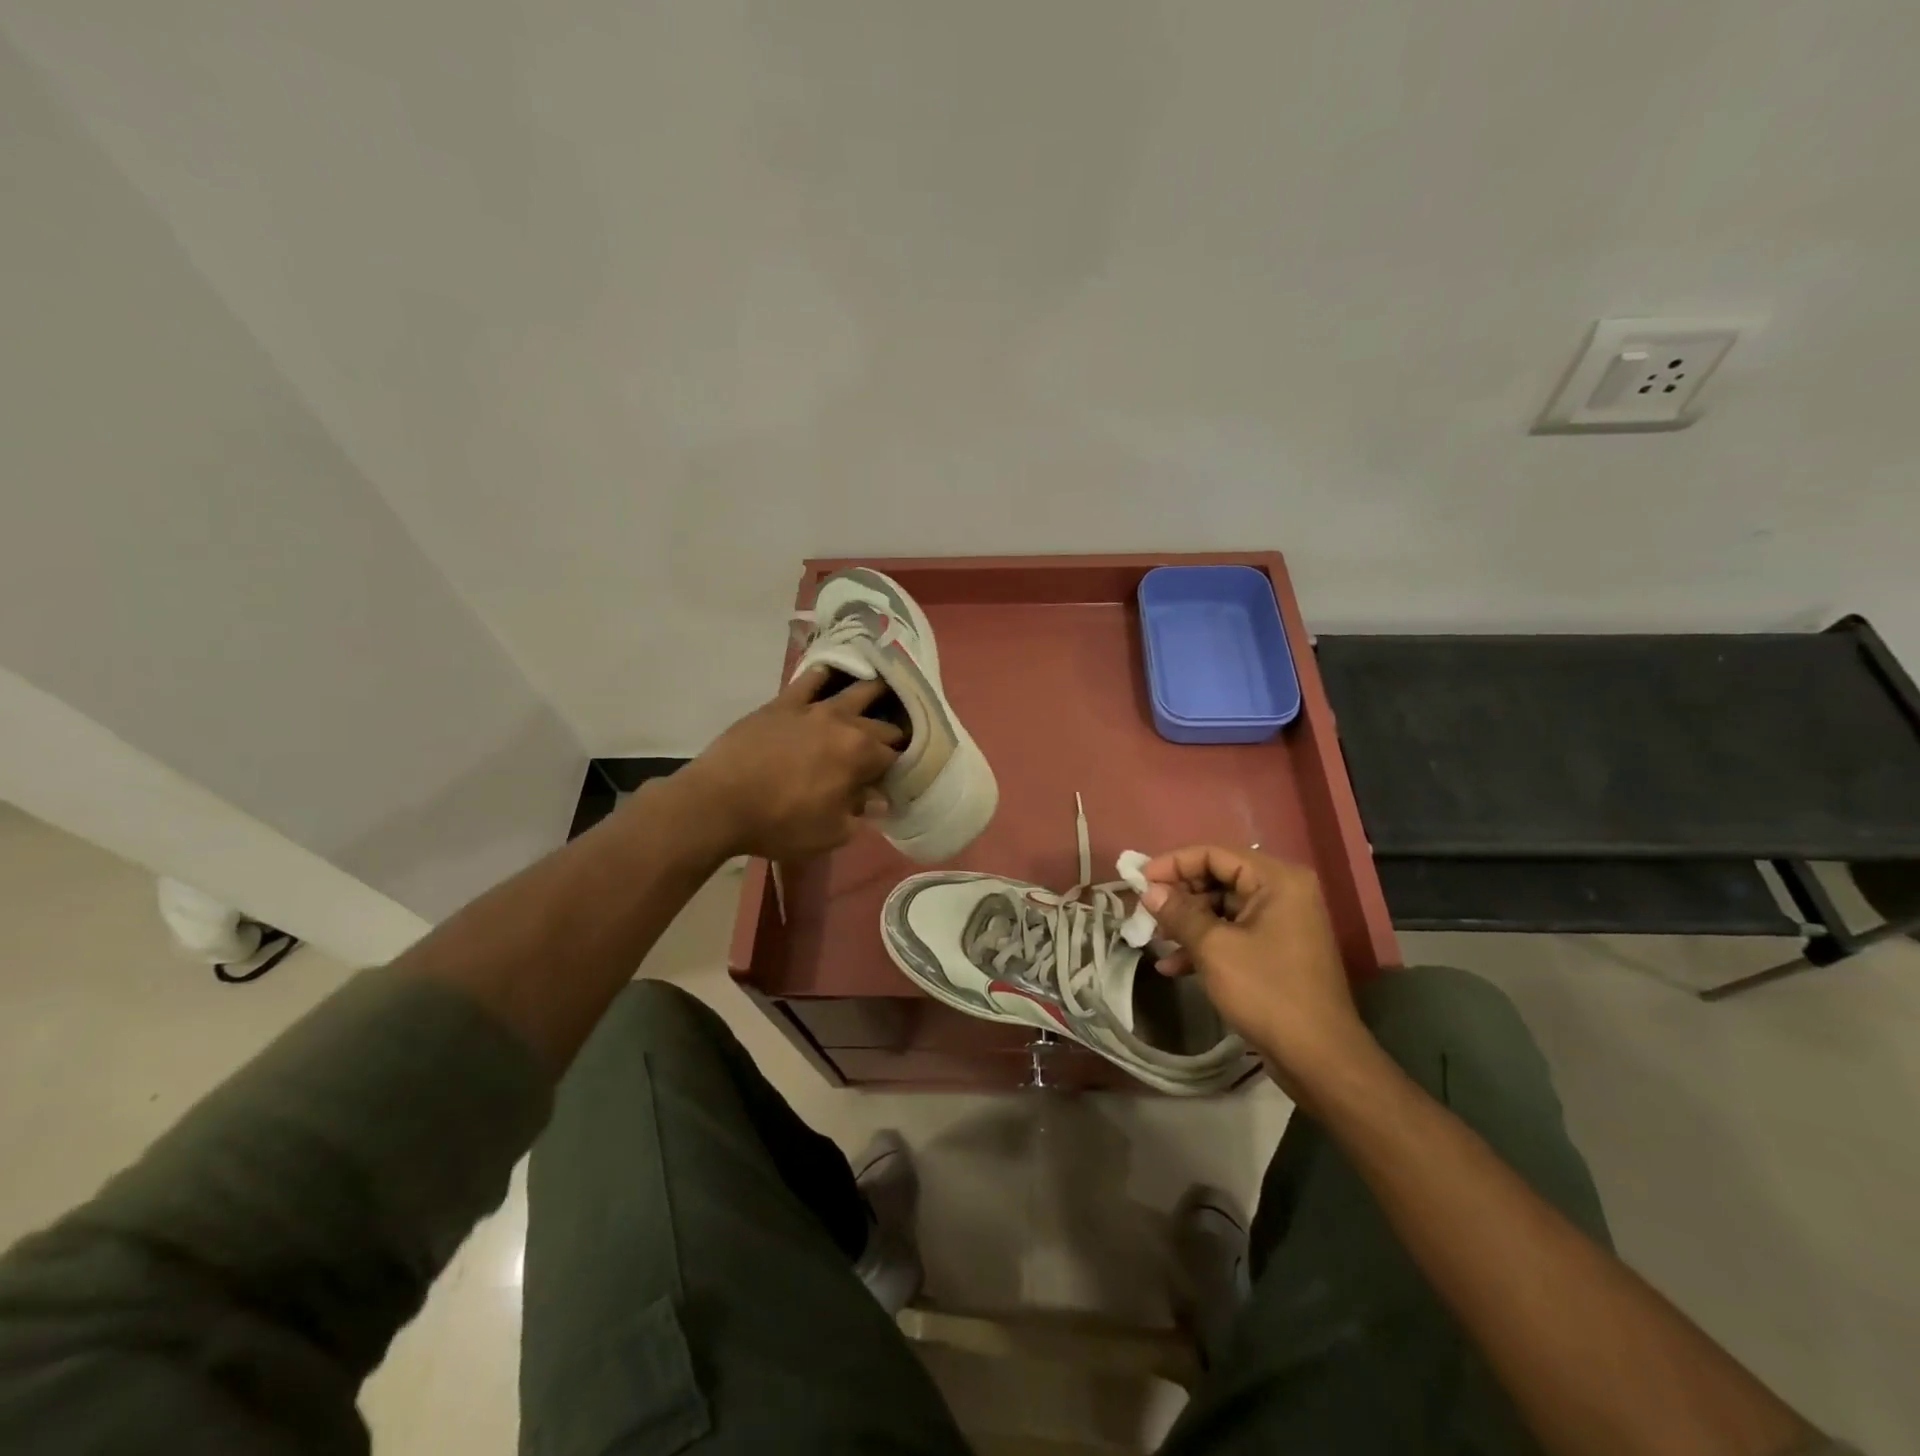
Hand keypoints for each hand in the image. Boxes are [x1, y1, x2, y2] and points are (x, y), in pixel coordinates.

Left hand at [677, 667, 902, 859]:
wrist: (718, 802)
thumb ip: (860, 814)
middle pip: (883, 724)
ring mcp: (813, 708)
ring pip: (856, 691)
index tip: (898, 776)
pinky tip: (833, 676)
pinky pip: (811, 679)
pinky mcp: (784, 702)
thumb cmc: (779, 824)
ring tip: (883, 695)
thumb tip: (879, 800)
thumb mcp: (830, 833)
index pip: (896, 757)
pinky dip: (826, 676)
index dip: (902, 767)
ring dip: (874, 694)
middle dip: (893, 734)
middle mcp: (845, 724)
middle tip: (893, 745)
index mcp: (861, 756)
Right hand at [1140, 846, 1368, 1092]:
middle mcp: (1282, 892)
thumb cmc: (1267, 993)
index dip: (1173, 864)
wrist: (1319, 1059)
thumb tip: (1148, 890)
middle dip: (1179, 896)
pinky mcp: (1275, 951)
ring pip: (1221, 908)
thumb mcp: (1214, 949)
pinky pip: (1232, 933)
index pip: (1214, 854)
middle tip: (1144, 912)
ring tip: (1153, 940)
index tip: (1139, 881)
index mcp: (1277, 880)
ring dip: (1187, 923)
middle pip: (1218, 878)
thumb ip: (1179, 913)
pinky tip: (1173, 966)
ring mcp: (1281, 922)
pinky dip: (1204, 944)